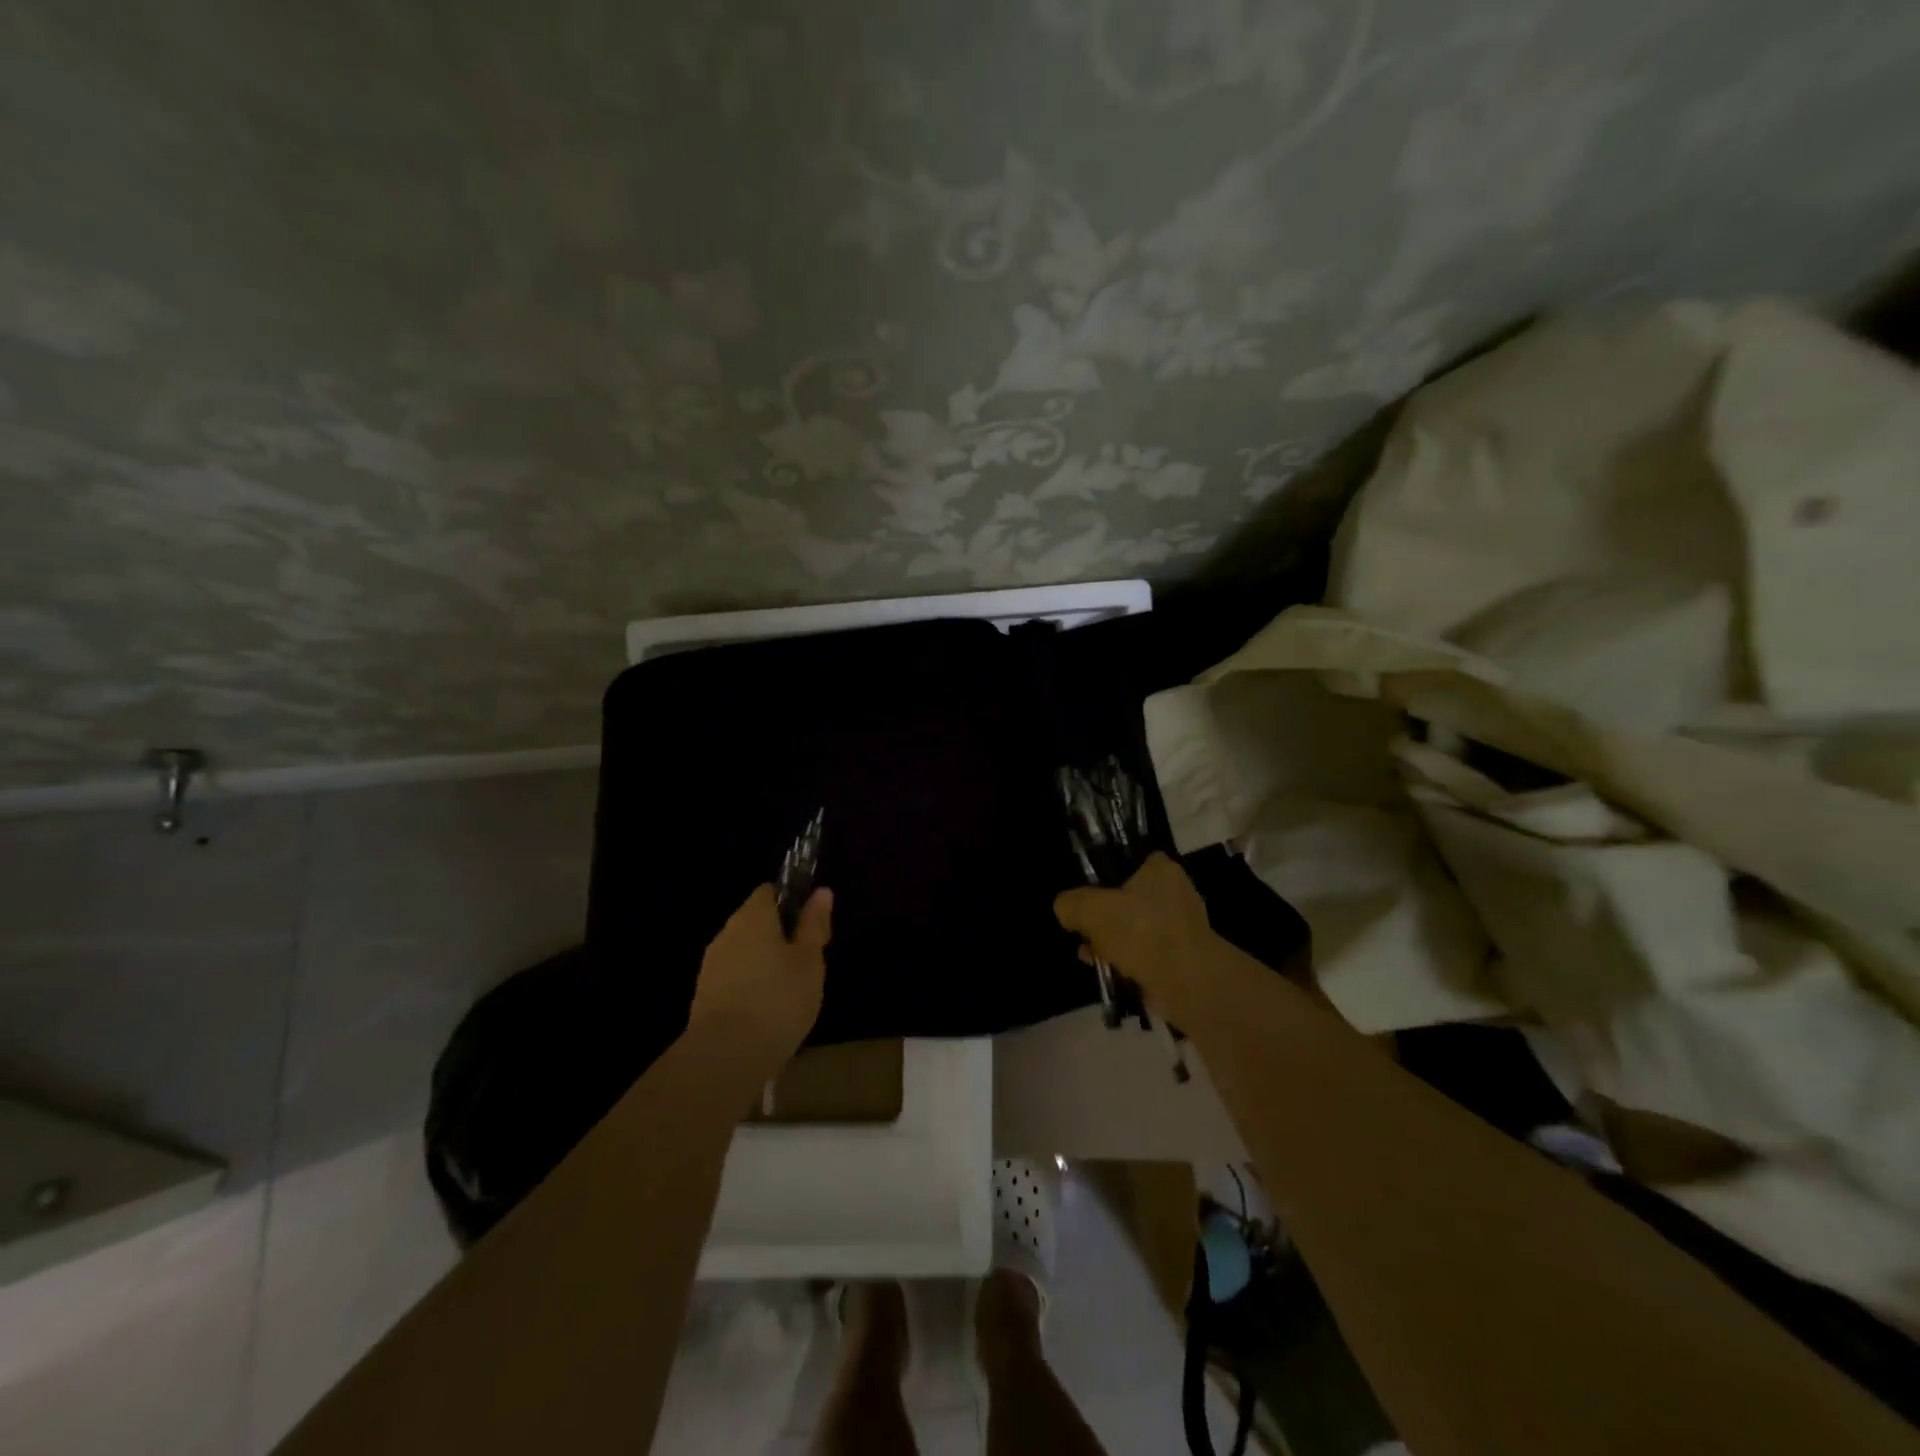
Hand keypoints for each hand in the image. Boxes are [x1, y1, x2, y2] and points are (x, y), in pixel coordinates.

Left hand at [689, 884, 832, 1054]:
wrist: (726, 1056)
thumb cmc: (778, 999)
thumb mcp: (810, 960)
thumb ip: (814, 925)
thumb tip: (821, 891)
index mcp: (753, 916)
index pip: (770, 892)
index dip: (792, 903)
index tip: (811, 928)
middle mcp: (727, 933)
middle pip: (756, 923)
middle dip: (780, 938)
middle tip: (806, 965)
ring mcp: (711, 966)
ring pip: (744, 953)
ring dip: (764, 965)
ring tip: (789, 994)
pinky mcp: (703, 997)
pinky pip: (733, 980)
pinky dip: (750, 989)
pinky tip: (766, 1014)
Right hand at [1054, 853, 1216, 1025]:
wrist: (1186, 983)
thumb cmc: (1141, 932)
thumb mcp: (1091, 910)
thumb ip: (1071, 904)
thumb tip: (1065, 909)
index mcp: (1161, 869)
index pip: (1130, 859)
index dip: (1105, 874)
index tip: (1086, 892)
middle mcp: (1176, 893)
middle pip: (1128, 897)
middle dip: (1103, 916)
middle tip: (1083, 929)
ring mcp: (1181, 927)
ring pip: (1135, 928)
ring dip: (1112, 941)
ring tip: (1089, 954)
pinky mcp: (1182, 957)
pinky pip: (1146, 953)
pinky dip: (1127, 960)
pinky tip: (1107, 971)